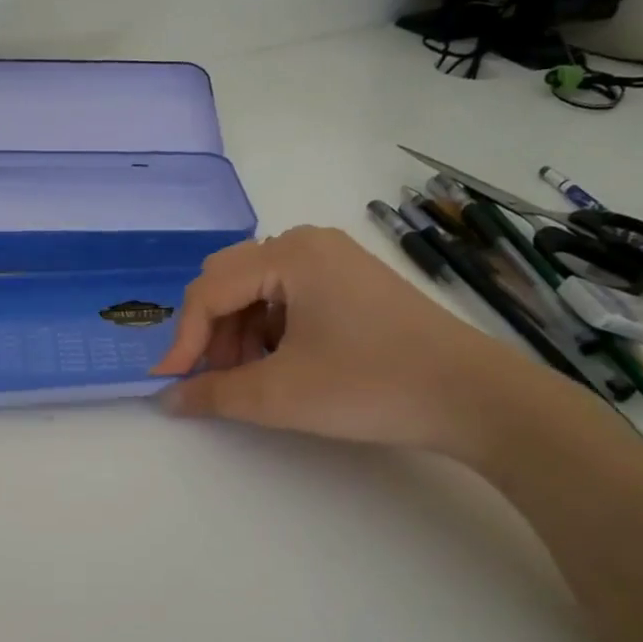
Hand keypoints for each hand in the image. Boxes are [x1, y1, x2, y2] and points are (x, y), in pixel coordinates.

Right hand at [149, 226, 553, 457]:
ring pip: (256, 289)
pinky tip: (282, 363)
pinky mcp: (351, 281)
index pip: (209, 290)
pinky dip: (269, 329)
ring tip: (250, 377)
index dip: (183, 339)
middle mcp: (307, 243)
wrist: (473, 396)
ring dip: (238, 332)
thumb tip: (169, 399)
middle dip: (211, 332)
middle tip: (214, 379)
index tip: (170, 383)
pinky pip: (288, 296)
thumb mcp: (280, 395)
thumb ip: (214, 394)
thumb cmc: (370, 386)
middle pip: (229, 280)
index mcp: (289, 254)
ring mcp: (333, 259)